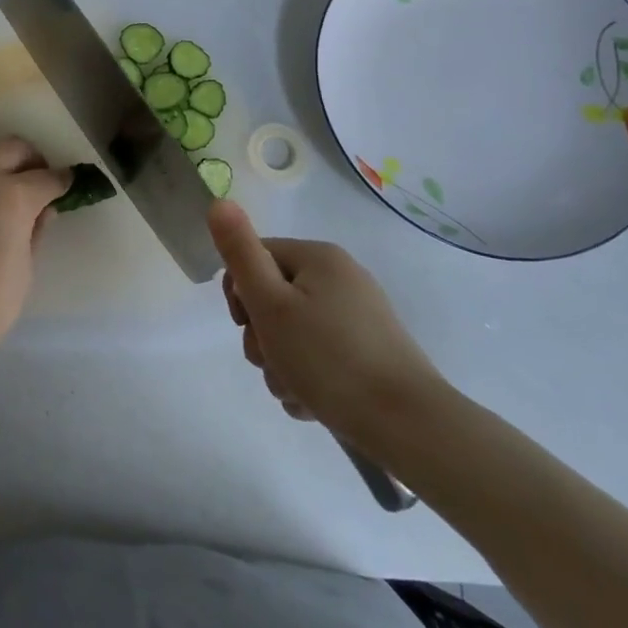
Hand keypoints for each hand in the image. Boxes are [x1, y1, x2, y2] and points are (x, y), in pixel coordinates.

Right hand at [209, 201, 446, 449]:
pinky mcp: (369, 352)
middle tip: (270, 360)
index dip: (239, 294)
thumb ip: (240, 252)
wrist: (409, 426)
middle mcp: (341, 278)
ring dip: (280, 363)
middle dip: (261, 335)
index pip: (254, 258)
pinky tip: (313, 402)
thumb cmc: (328, 358)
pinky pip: (319, 355)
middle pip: (273, 297)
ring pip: (293, 332)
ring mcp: (358, 317)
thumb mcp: (270, 303)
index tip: (245, 325)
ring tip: (295, 390)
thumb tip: (219, 201)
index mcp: (319, 258)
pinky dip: (308, 377)